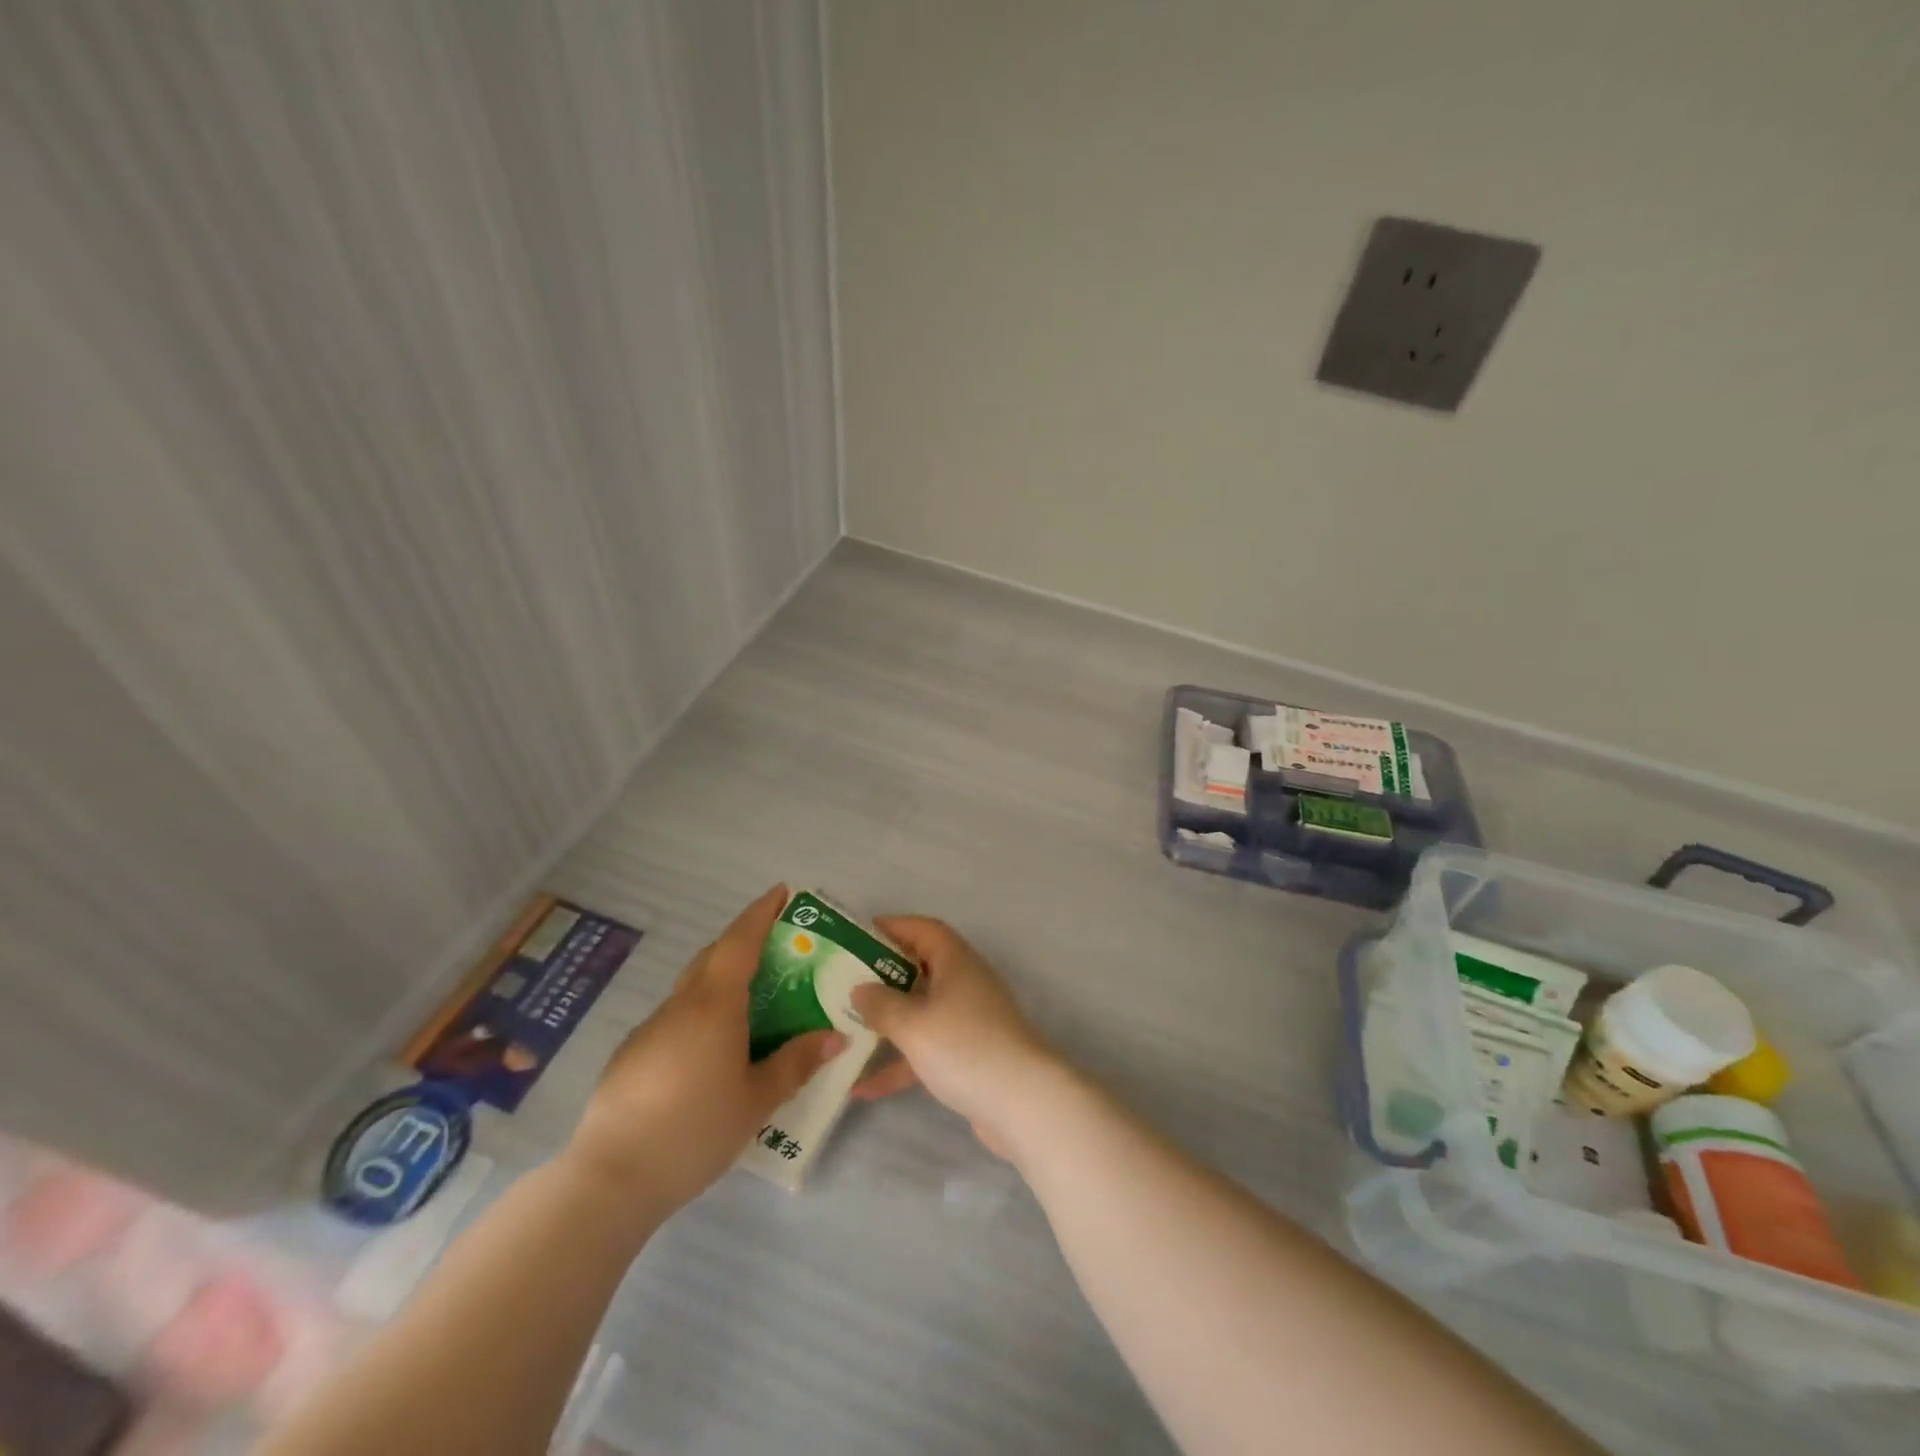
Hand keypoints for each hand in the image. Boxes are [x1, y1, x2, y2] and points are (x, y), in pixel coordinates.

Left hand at [566, 885, 843, 1214]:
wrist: (610, 1179)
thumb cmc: (694, 1130)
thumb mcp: (757, 1100)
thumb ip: (796, 1063)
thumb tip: (835, 1036)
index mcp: (714, 1004)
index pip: (740, 940)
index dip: (761, 912)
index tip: (782, 892)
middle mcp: (681, 1005)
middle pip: (714, 955)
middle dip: (744, 940)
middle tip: (777, 945)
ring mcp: (651, 1027)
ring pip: (693, 987)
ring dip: (722, 978)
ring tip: (752, 1001)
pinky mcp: (632, 1054)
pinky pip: (677, 1016)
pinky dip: (701, 1012)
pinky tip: (711, 1050)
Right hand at [849, 916, 1061, 1157]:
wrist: (1023, 1103)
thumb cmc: (965, 1048)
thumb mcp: (913, 1024)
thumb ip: (881, 1004)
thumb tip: (860, 989)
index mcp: (955, 961)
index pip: (923, 929)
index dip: (893, 927)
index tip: (857, 935)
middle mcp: (964, 983)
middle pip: (919, 970)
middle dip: (883, 976)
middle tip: (844, 983)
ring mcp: (969, 1021)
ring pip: (921, 1012)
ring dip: (888, 1023)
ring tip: (845, 1032)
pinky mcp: (970, 1056)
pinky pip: (928, 1049)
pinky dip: (900, 1064)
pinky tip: (864, 1089)